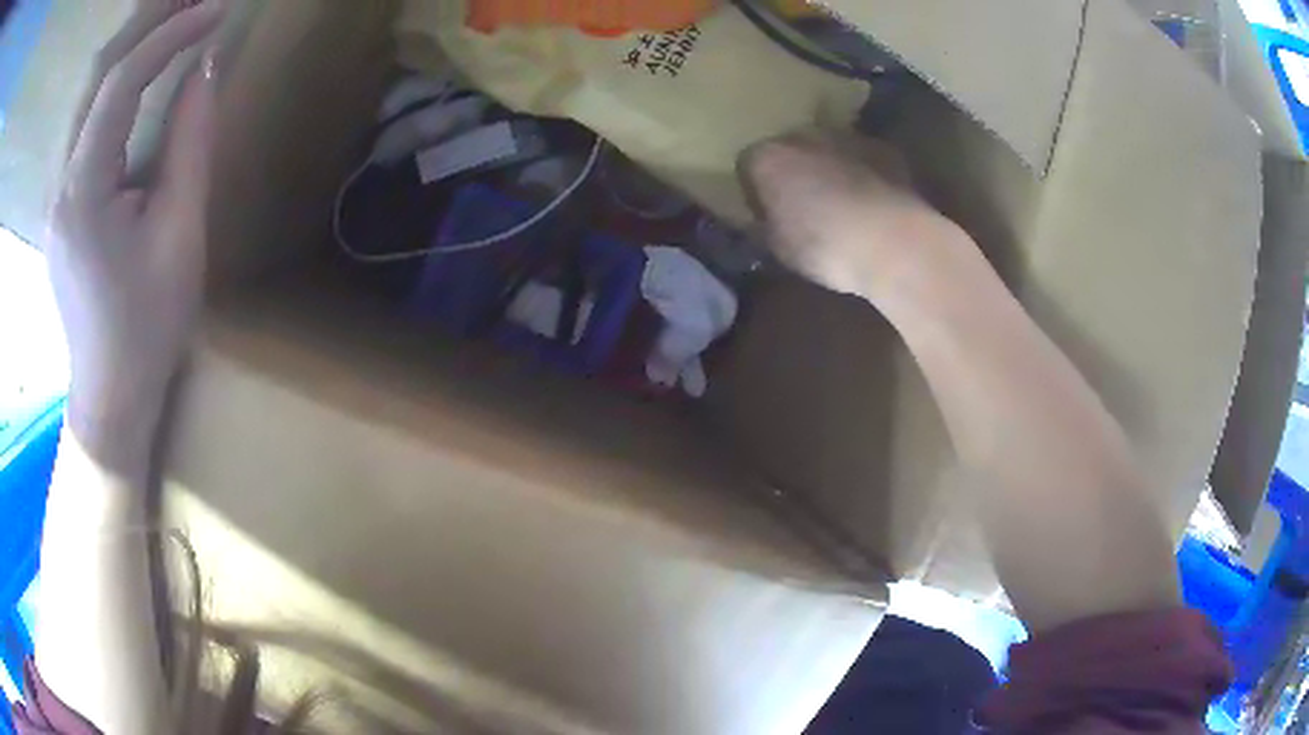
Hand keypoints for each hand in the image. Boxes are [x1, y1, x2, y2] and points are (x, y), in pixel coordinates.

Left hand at [46, 1, 223, 464]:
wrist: (110, 391)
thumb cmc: (148, 325)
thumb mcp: (180, 234)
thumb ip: (189, 142)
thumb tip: (204, 68)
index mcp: (82, 193)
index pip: (119, 83)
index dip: (169, 34)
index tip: (216, 10)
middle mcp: (60, 181)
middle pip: (96, 75)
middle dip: (147, 22)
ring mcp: (56, 189)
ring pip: (87, 91)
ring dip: (130, 43)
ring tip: (173, 15)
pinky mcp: (61, 197)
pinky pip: (84, 117)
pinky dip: (114, 78)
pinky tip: (140, 63)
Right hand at [739, 130, 973, 307]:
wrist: (893, 243)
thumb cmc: (825, 248)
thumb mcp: (778, 248)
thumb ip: (765, 226)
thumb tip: (764, 222)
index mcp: (767, 158)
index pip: (748, 166)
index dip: (756, 191)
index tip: (767, 215)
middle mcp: (802, 135)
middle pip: (788, 149)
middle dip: (793, 172)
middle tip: (803, 206)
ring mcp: (845, 136)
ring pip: (827, 149)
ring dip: (829, 168)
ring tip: (841, 204)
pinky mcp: (882, 148)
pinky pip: (862, 157)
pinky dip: (862, 172)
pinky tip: (872, 202)